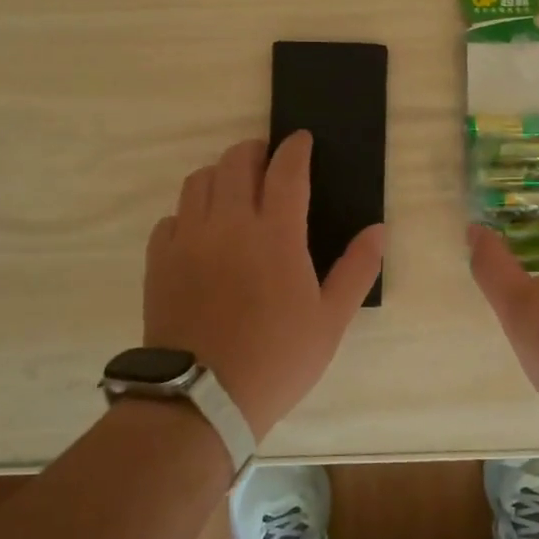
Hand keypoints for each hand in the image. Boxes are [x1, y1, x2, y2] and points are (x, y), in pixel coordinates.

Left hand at [144, 132, 384, 439]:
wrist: (202, 398)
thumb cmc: (277, 358)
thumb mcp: (331, 320)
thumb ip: (356, 269)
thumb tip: (378, 229)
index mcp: (276, 234)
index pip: (287, 170)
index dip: (296, 148)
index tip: (301, 139)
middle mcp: (230, 224)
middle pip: (237, 162)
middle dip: (255, 150)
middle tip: (268, 160)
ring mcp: (189, 239)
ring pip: (199, 181)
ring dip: (221, 174)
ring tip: (235, 189)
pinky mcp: (159, 260)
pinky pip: (172, 217)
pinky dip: (189, 212)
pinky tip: (201, 231)